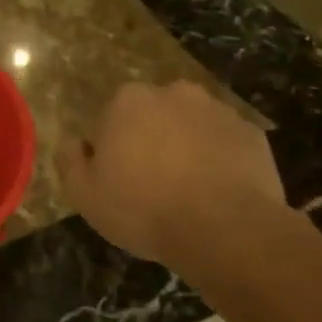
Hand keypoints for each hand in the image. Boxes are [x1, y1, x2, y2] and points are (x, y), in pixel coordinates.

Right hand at [57, 81, 287, 272]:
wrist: (226, 228)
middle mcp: (172, 93)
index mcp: (128, 101)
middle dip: (150, 140)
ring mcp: (217, 110)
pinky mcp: (251, 132)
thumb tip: (73, 142)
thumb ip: (70, 160)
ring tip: (189, 190)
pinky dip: (220, 159)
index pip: (109, 119)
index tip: (117, 180)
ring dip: (186, 146)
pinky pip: (225, 143)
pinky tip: (218, 192)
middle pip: (153, 115)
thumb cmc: (144, 209)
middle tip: (152, 184)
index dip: (111, 150)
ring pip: (191, 125)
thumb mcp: (85, 195)